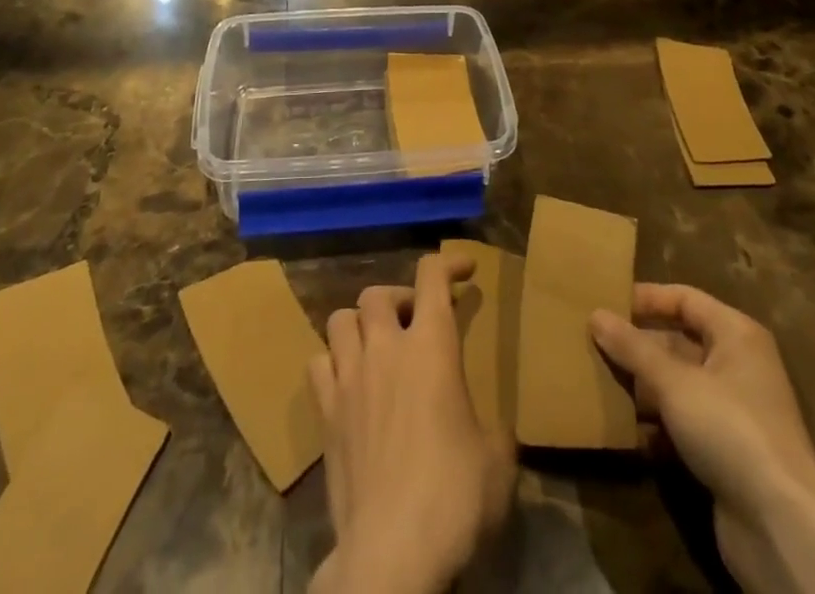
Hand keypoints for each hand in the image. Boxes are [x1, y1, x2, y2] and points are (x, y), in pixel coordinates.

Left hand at [309, 253, 516, 593]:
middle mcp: (385, 348)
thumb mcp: (497, 460)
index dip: (449, 262)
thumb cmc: (454, 498)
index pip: (432, 275)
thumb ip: (492, 426)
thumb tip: (491, 428)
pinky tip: (347, 383)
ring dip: (360, 324)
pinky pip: (317, 365)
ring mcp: (349, 378)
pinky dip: (332, 363)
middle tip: (416, 322)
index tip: (465, 269)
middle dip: (398, 298)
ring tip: (376, 346)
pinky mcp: (324, 414)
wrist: (392, 551)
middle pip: (378, 292)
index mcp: (431, 346)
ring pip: (340, 319)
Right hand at [591, 285, 814, 593]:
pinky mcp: (726, 453)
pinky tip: (622, 429)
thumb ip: (633, 348)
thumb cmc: (730, 429)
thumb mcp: (674, 382)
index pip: (685, 299)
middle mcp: (738, 365)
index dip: (647, 299)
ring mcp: (734, 412)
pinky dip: (655, 425)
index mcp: (736, 334)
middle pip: (678, 342)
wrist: (781, 526)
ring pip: (677, 385)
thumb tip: (595, 315)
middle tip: (592, 344)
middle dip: (637, 346)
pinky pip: (682, 423)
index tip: (606, 302)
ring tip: (598, 382)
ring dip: (642, 386)